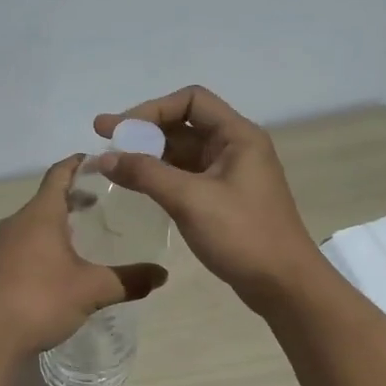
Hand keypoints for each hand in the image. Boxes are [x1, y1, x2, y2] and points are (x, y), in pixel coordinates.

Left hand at [0, 155, 168, 356]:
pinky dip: (43, 245)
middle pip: (47, 198)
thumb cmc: (40, 301)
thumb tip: (163, 275)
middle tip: (103, 202)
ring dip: (58, 223)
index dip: (79, 163)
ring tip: (85, 235)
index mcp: (40, 215)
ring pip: (33, 224)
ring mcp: (0, 246)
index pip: (59, 174)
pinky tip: (59, 268)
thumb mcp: (92, 290)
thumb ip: (129, 280)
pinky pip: (23, 245)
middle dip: (74, 197)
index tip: (100, 160)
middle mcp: (16, 223)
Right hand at [93, 86, 320, 309]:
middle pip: (184, 125)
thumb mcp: (190, 200)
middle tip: (102, 139)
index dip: (152, 109)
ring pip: (182, 153)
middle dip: (143, 131)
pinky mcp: (223, 200)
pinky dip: (160, 177)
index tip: (119, 130)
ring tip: (112, 165)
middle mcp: (235, 148)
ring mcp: (230, 175)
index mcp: (237, 136)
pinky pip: (186, 177)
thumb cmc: (242, 234)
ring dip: (149, 155)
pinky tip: (136, 186)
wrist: (283, 284)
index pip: (191, 101)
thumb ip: (146, 174)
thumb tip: (105, 158)